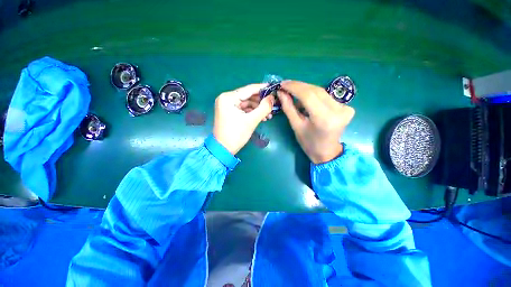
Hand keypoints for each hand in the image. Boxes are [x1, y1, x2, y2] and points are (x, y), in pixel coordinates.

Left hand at [213, 84, 274, 154]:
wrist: (224, 149)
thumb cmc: (236, 134)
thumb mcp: (251, 120)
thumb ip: (264, 107)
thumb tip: (272, 97)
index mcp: (228, 98)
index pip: (248, 89)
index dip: (262, 88)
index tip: (273, 87)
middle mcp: (226, 99)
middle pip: (248, 97)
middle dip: (261, 102)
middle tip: (273, 105)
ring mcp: (228, 106)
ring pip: (247, 104)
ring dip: (258, 109)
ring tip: (269, 115)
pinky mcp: (230, 113)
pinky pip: (244, 109)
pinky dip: (253, 113)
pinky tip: (262, 117)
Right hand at [277, 81, 354, 163]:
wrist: (327, 151)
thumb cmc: (308, 143)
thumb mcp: (296, 126)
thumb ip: (288, 108)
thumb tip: (281, 92)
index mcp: (324, 118)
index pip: (308, 95)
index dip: (294, 87)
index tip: (282, 84)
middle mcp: (338, 111)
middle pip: (315, 90)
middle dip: (299, 87)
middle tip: (286, 86)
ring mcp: (345, 108)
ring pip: (321, 91)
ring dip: (306, 90)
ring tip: (294, 94)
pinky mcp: (347, 107)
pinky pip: (326, 96)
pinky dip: (314, 95)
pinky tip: (306, 100)